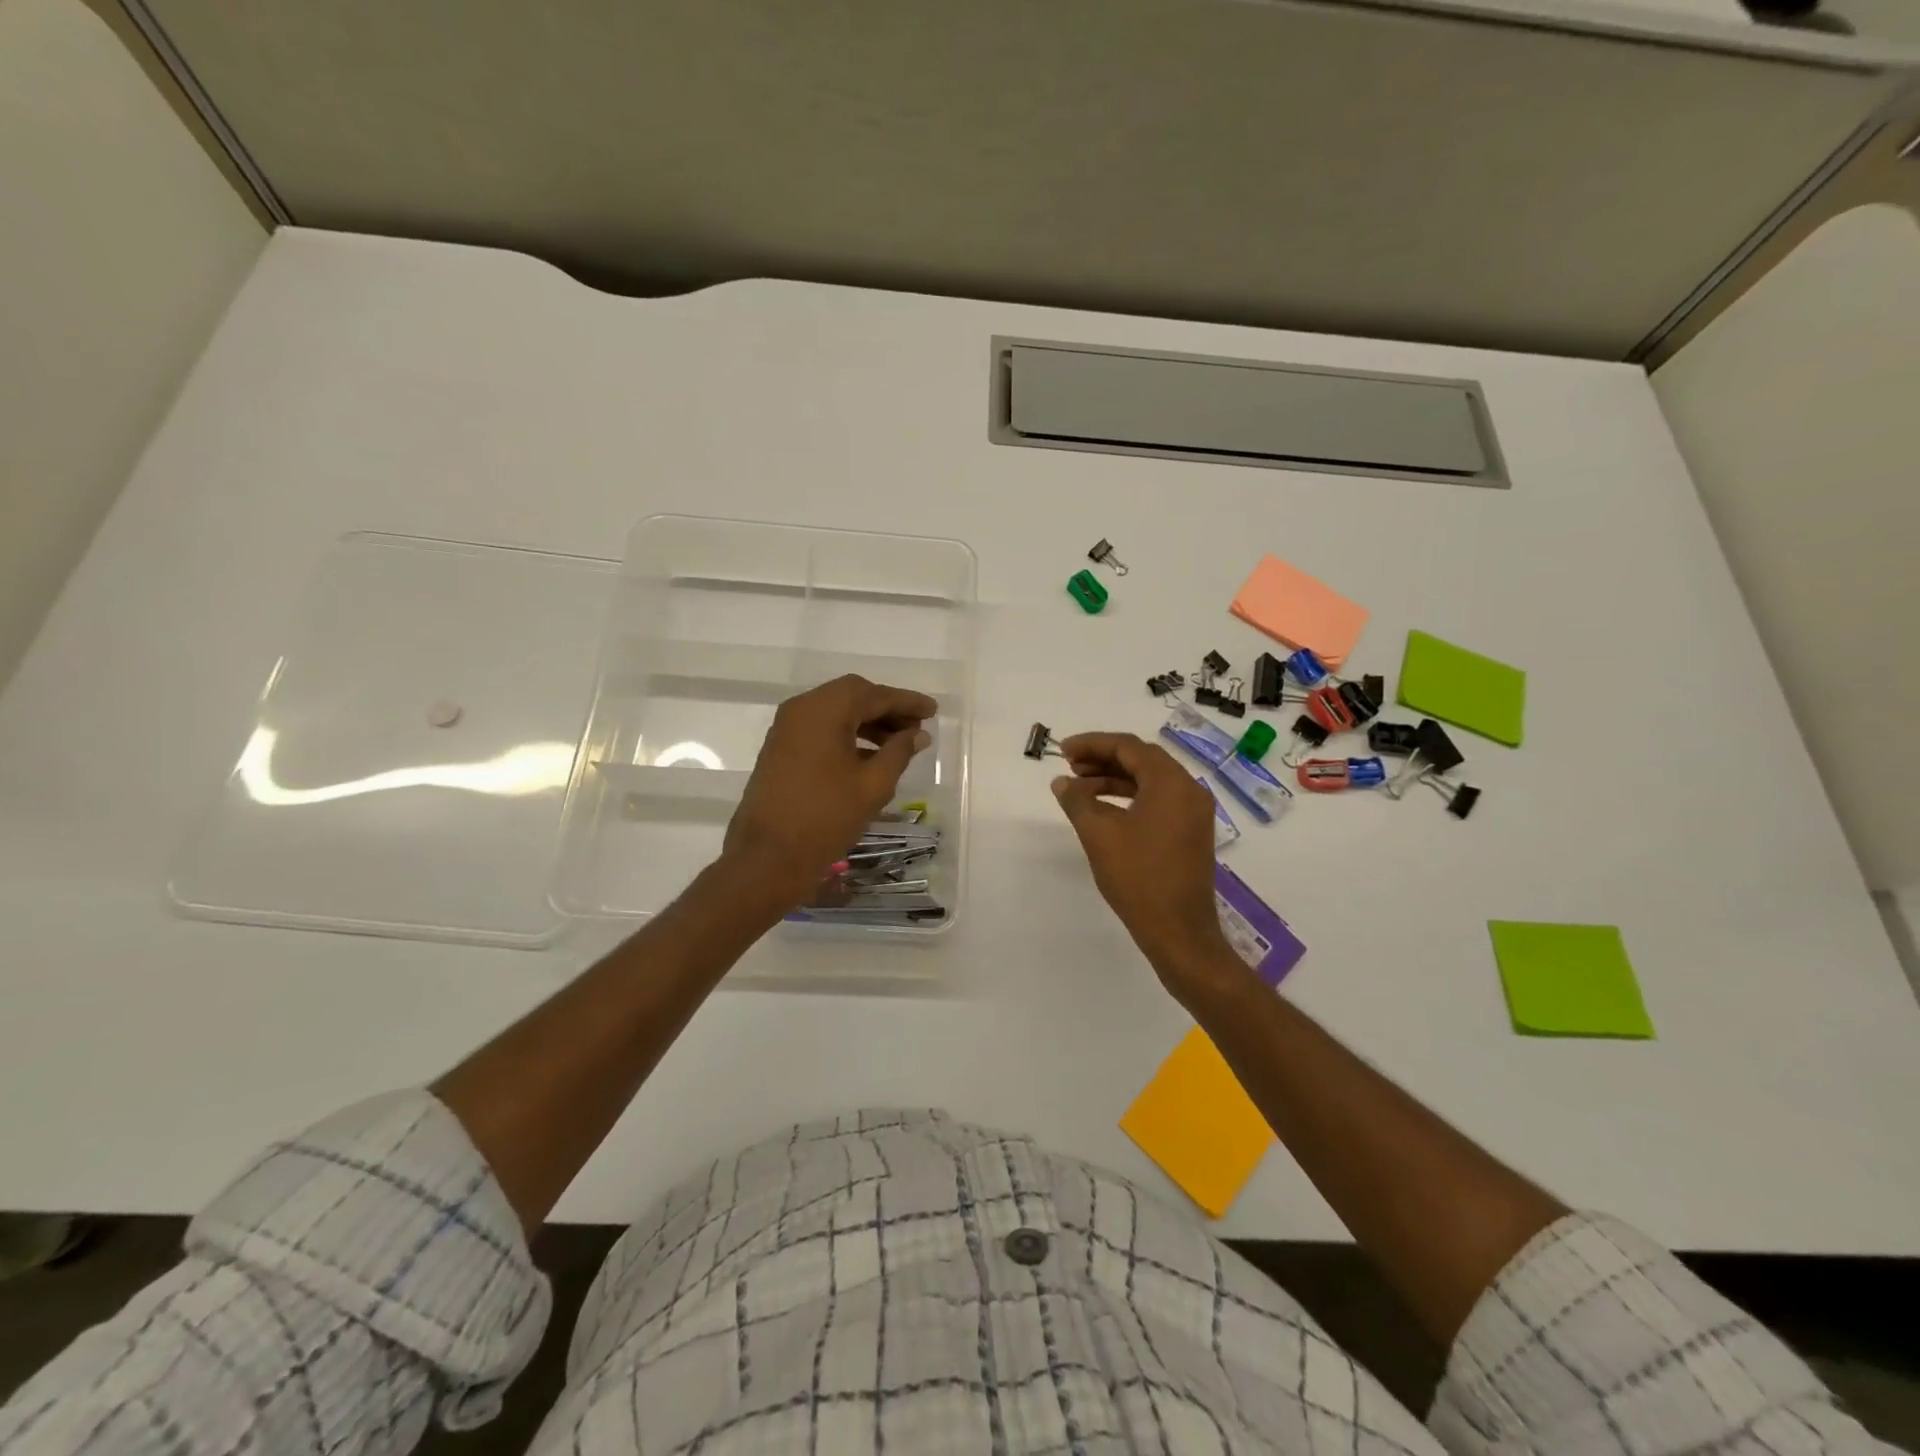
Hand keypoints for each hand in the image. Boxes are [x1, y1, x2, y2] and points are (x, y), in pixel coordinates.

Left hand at [723, 674, 934, 906]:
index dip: (906, 702)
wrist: (768, 857)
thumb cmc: (826, 818)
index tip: (933, 710)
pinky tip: (870, 756)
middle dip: (887, 709)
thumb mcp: (873, 785)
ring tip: (898, 744)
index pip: (874, 694)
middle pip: (852, 696)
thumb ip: (899, 752)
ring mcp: (787, 728)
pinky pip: (820, 728)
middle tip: (917, 727)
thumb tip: (918, 734)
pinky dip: (847, 734)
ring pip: (836, 711)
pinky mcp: (781, 748)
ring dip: (868, 722)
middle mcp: (801, 709)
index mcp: (824, 711)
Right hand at [1052, 732, 1241, 997]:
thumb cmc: (1138, 878)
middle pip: (1142, 759)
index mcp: (1171, 782)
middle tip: (1069, 767)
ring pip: (1150, 781)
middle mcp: (1189, 790)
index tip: (1062, 750)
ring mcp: (1194, 812)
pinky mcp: (1191, 833)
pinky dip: (1130, 797)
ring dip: (1114, 778)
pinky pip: (1158, 800)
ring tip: (1080, 788)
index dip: (1092, 744)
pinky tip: (1104, 810)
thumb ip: (1077, 800)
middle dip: (1103, 758)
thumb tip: (1062, 782)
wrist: (1179, 932)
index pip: (1129, 746)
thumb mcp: (1099, 834)